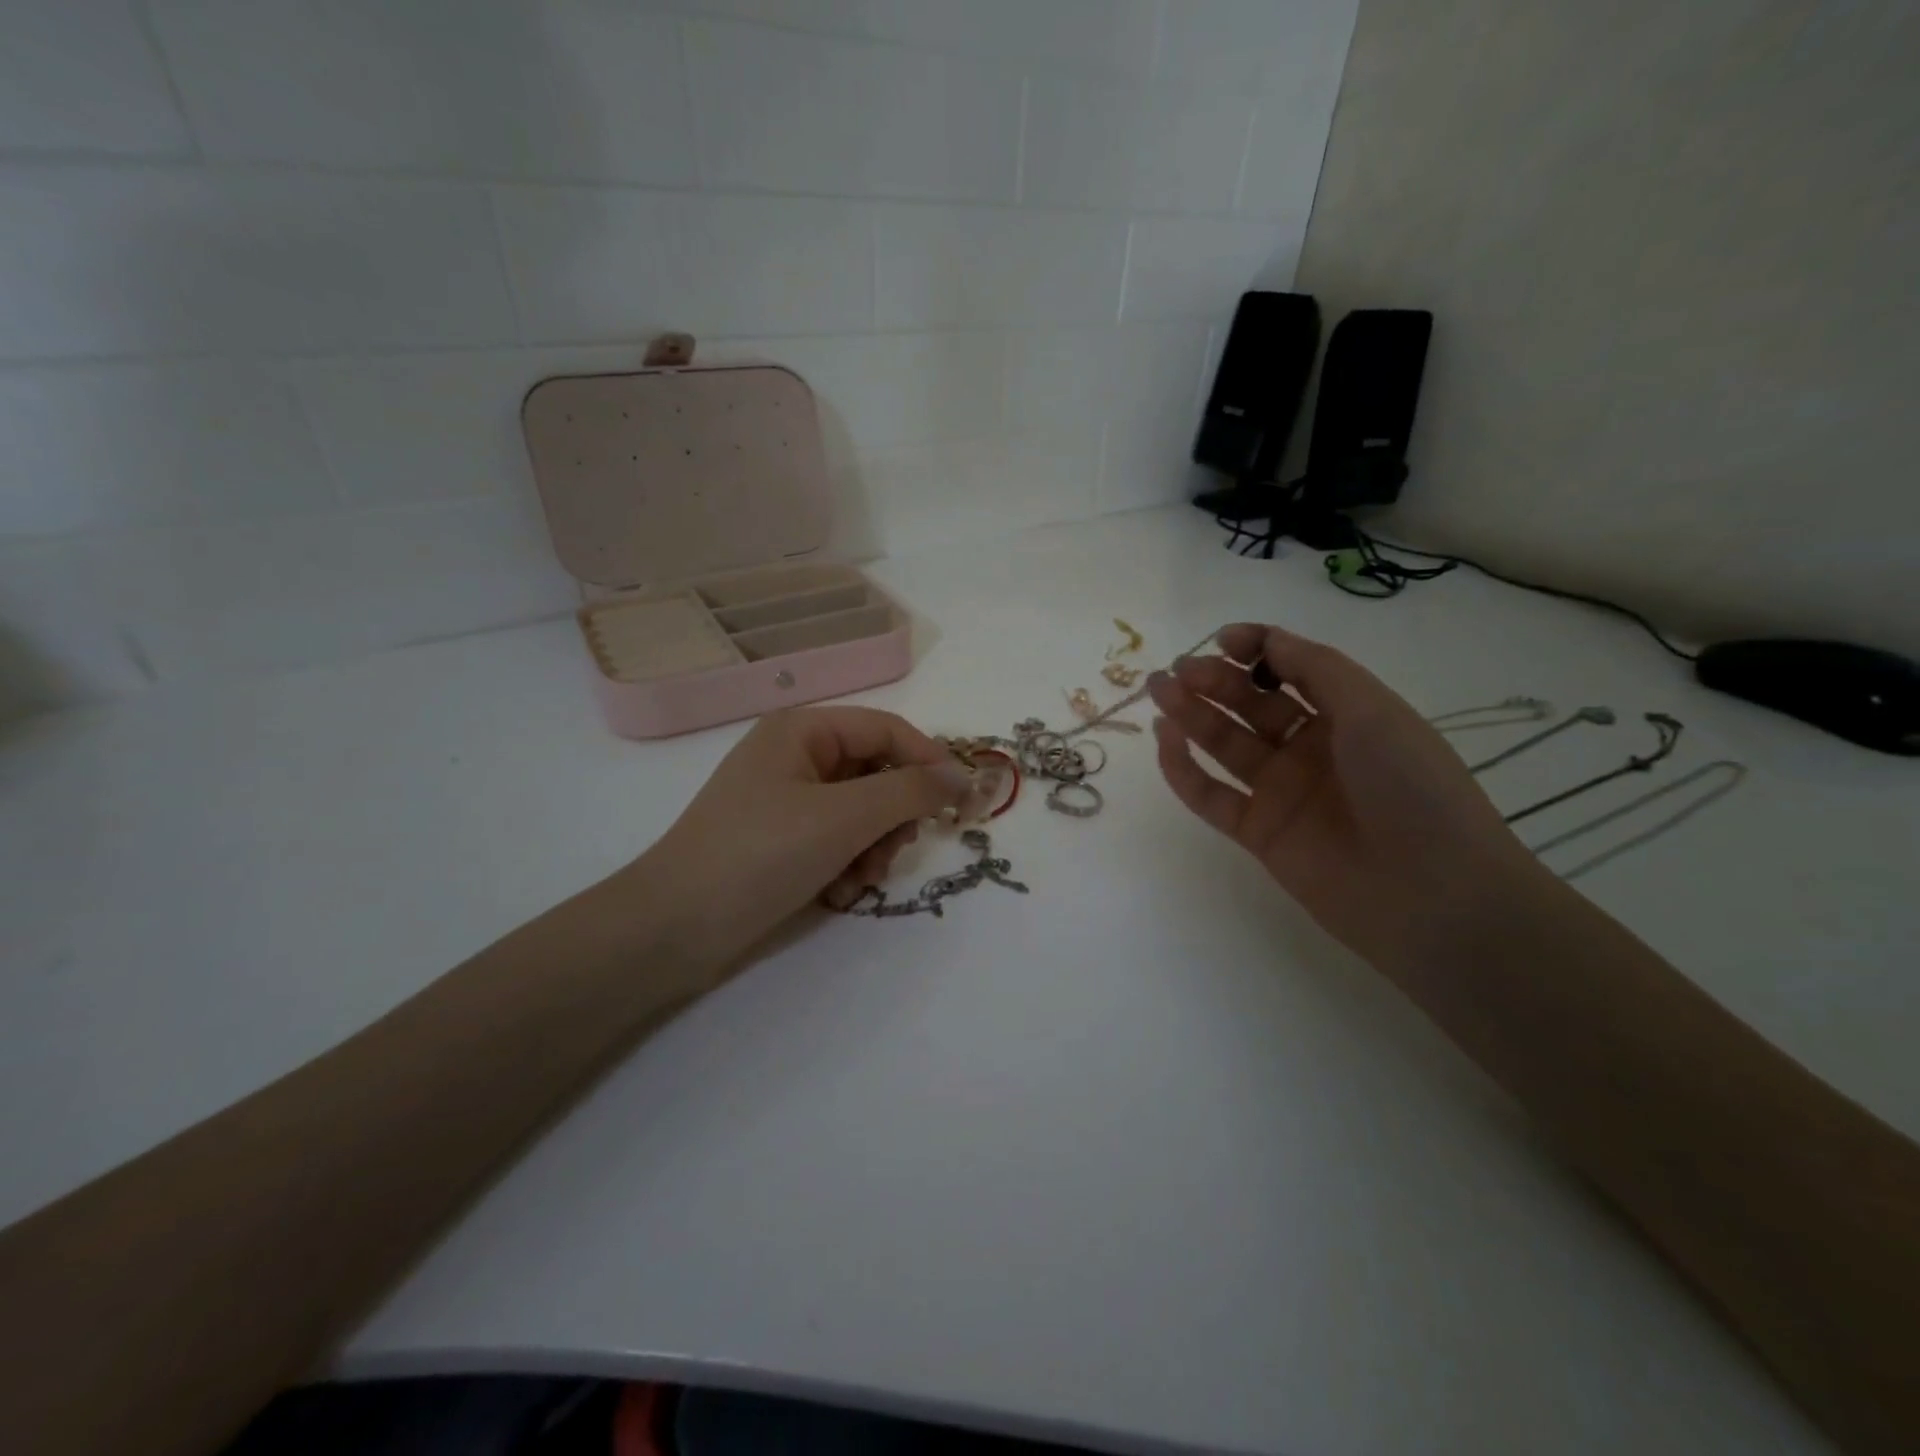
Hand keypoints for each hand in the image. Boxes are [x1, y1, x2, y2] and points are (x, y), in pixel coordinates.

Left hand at [632, 707, 987, 969]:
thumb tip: (963, 776)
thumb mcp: (845, 817)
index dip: (930, 761)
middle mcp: (795, 756)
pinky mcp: (780, 839)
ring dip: (872, 848)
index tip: (962, 803)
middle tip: (894, 851)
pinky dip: (846, 865)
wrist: (673, 928)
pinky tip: (835, 893)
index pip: (888, 730)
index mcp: (803, 729)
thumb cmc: (760, 854)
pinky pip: (836, 839)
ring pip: (861, 812)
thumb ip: (911, 791)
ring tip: (858, 881)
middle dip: (892, 817)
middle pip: (877, 773)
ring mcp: (785, 799)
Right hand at [1149, 624, 1548, 970]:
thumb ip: (1314, 668)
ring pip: (1225, 745)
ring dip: (1190, 715)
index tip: (1220, 640)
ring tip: (1159, 691)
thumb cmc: (1410, 786)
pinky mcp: (1258, 833)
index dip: (1255, 651)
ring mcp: (1282, 792)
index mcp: (1347, 714)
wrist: (1431, 894)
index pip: (1290, 671)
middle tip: (1176, 670)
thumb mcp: (1372, 710)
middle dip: (1213, 681)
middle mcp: (1311, 748)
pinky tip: (1166, 740)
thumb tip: (1266, 638)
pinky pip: (1212, 795)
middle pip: (1250, 706)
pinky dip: (1184, 769)